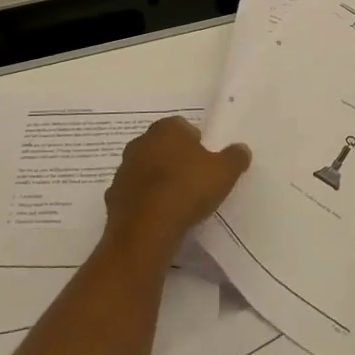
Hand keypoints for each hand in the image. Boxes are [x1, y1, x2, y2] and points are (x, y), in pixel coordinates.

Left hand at [103, 117, 249, 263]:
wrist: (146, 228)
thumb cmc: (188, 189)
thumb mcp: (224, 172)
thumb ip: (235, 157)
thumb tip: (241, 149)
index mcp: (166, 129)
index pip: (182, 126)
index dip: (196, 142)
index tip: (206, 161)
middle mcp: (140, 143)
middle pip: (162, 146)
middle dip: (175, 158)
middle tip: (193, 179)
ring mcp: (123, 169)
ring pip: (145, 169)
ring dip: (157, 179)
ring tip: (176, 201)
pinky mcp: (113, 196)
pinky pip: (134, 194)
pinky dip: (144, 201)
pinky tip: (158, 216)